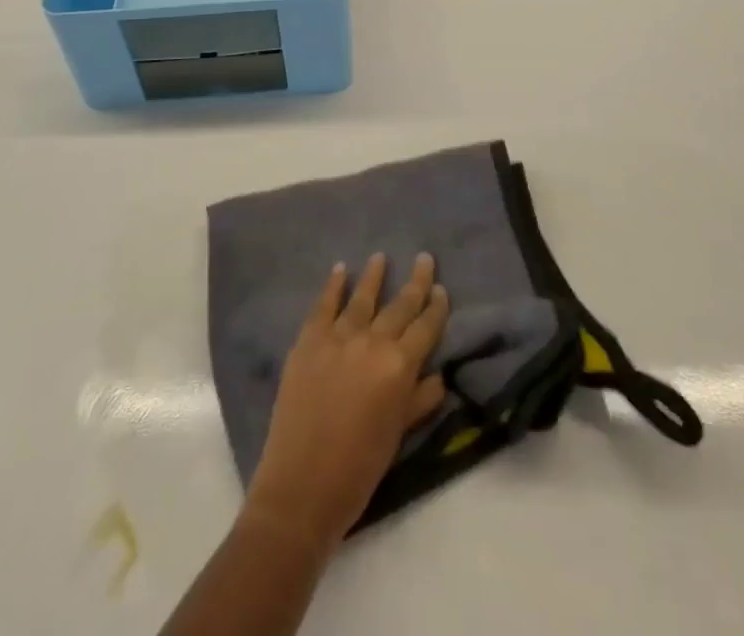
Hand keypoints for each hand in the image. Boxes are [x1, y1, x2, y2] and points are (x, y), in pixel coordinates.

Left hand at [245, 253, 450, 549]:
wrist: (301, 486)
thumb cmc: (359, 469)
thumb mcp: (398, 436)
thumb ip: (419, 400)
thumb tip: (437, 375)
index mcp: (399, 366)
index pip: (425, 328)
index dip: (436, 308)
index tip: (442, 289)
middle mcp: (372, 342)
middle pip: (399, 305)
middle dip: (415, 282)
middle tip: (424, 258)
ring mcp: (338, 337)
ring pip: (362, 298)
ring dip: (374, 276)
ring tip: (380, 256)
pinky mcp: (308, 341)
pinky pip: (324, 305)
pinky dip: (333, 286)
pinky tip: (340, 270)